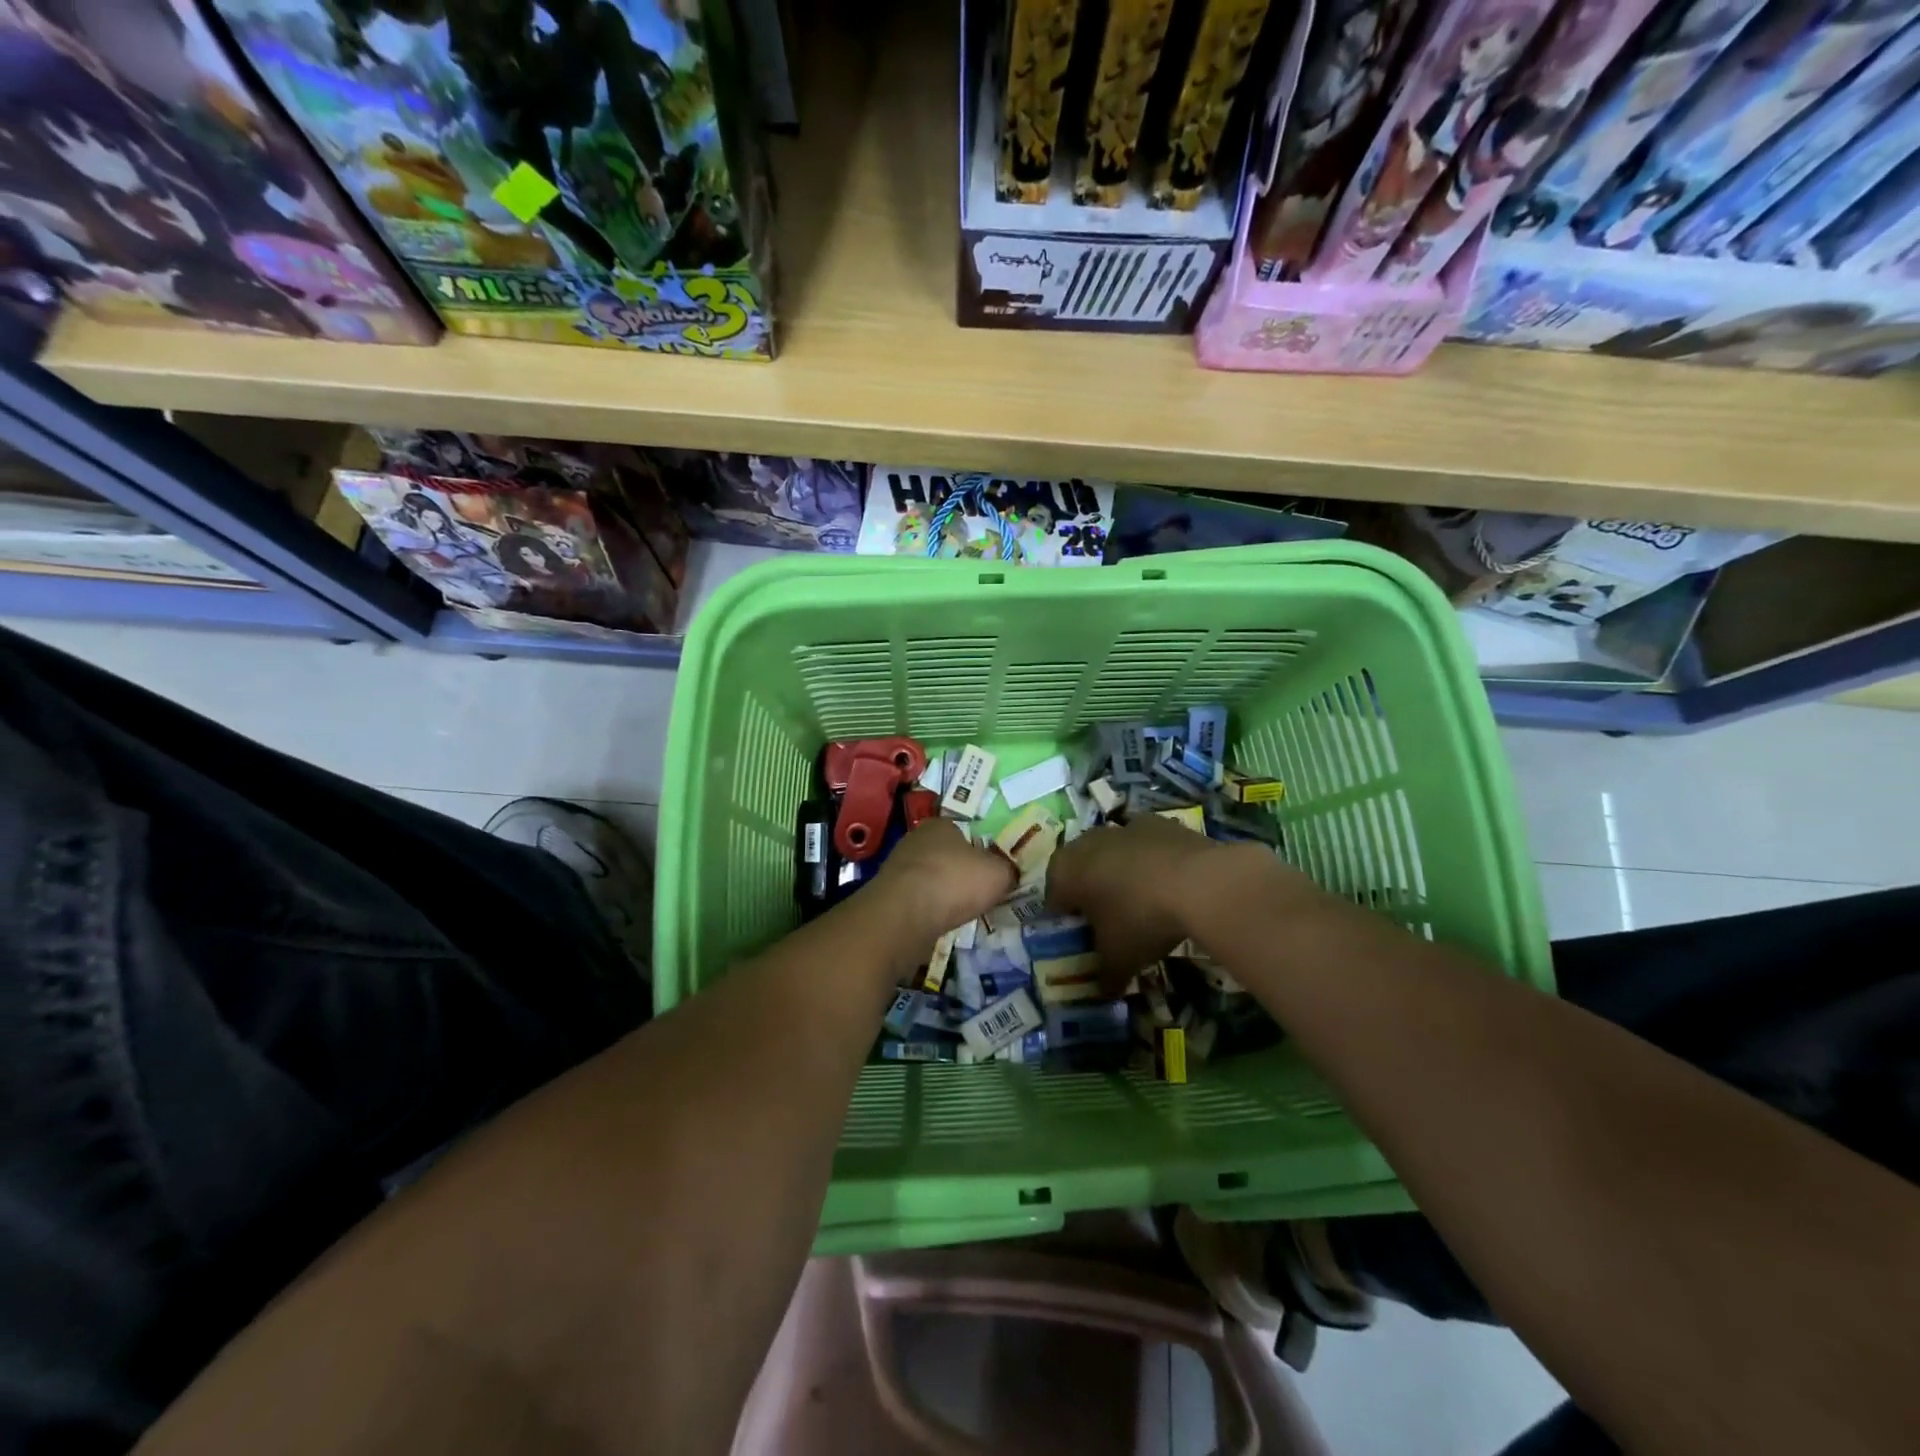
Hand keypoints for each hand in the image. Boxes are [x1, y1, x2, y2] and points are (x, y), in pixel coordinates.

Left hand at [873, 818, 1016, 941]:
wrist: (904, 914)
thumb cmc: (954, 882)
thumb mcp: (998, 873)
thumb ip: (1008, 870)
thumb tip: (1010, 873)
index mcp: (941, 825)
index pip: (965, 832)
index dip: (980, 851)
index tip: (990, 871)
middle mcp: (916, 839)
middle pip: (945, 855)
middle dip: (960, 873)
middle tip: (978, 893)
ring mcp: (898, 867)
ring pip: (929, 878)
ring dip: (942, 893)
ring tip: (960, 912)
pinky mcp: (888, 895)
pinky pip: (916, 900)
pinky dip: (928, 910)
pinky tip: (938, 922)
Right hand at [1046, 816, 1226, 982]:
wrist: (1200, 882)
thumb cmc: (1140, 919)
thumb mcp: (1118, 959)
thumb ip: (1104, 977)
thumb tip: (1104, 992)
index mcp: (1065, 871)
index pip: (1053, 900)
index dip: (1066, 923)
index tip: (1083, 943)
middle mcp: (1087, 842)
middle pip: (1081, 872)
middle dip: (1091, 895)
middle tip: (1110, 925)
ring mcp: (1124, 827)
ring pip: (1114, 855)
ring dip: (1121, 876)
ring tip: (1142, 907)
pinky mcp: (1160, 823)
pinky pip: (1146, 848)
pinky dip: (1151, 864)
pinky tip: (1170, 889)